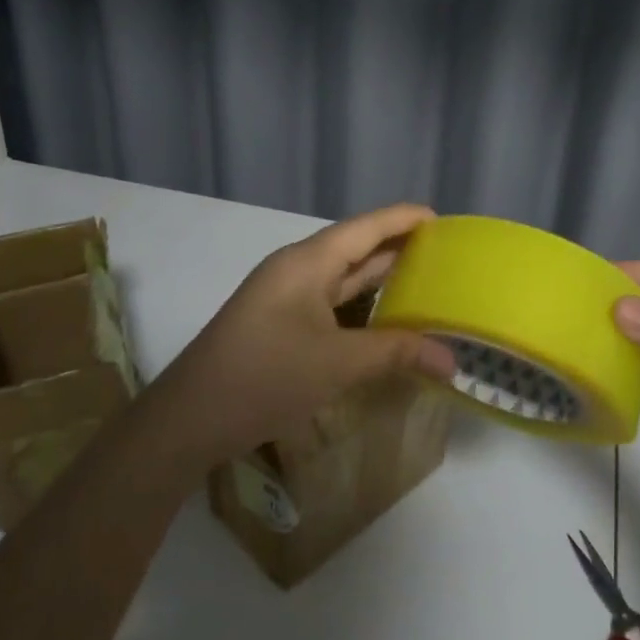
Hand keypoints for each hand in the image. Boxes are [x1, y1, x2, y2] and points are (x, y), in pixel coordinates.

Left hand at [149, 204, 456, 465]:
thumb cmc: (265, 377)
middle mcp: (296, 271)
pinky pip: (330, 305)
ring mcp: (285, 299)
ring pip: (342, 280)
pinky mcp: (280, 326)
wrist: (188, 421)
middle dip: (398, 249)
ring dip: (380, 281)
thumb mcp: (337, 363)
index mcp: (307, 263)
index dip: (403, 219)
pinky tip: (386, 322)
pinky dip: (361, 309)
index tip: (441, 218)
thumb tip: (452, 361)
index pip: (365, 228)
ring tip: (426, 284)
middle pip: (355, 250)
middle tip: (445, 255)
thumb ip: (397, 353)